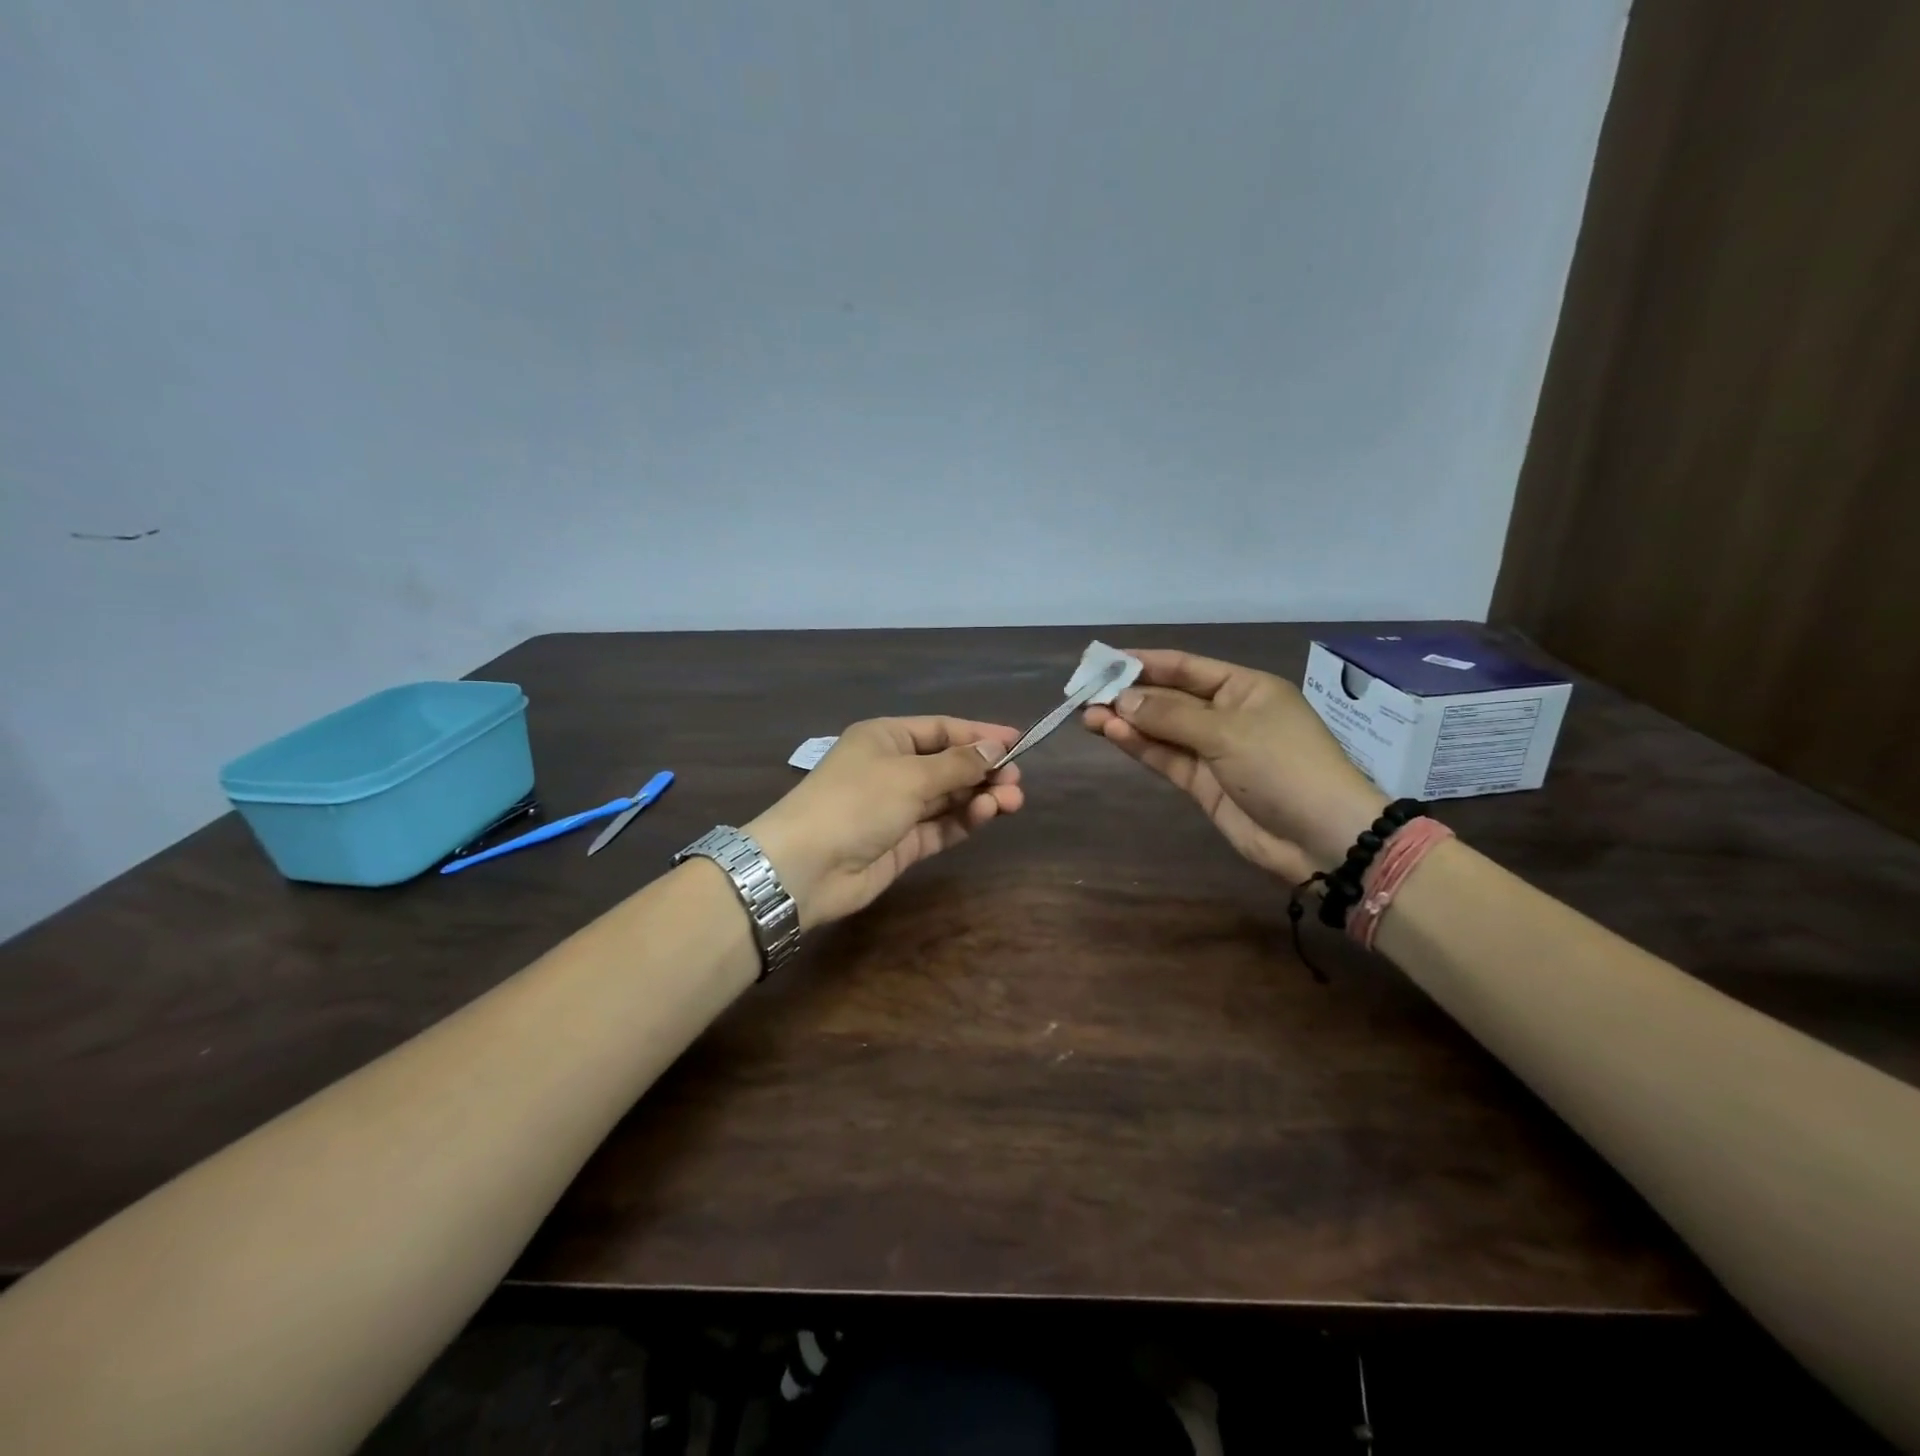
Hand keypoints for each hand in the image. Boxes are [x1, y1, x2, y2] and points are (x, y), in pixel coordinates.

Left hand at [745, 717, 1024, 926]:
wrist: (806, 867)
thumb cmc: (856, 801)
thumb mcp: (910, 774)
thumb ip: (958, 763)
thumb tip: (996, 747)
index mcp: (886, 738)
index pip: (941, 729)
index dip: (979, 734)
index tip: (1019, 741)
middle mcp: (893, 769)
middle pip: (948, 764)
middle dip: (983, 770)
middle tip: (1016, 781)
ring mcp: (897, 808)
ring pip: (948, 796)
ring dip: (979, 796)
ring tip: (1011, 801)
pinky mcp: (903, 843)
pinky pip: (941, 825)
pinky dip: (964, 819)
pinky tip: (986, 814)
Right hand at [1083, 649, 1386, 883]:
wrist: (1322, 838)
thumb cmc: (1283, 766)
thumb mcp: (1228, 732)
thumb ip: (1171, 715)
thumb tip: (1122, 700)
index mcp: (1244, 688)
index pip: (1186, 667)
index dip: (1145, 663)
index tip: (1104, 661)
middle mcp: (1226, 714)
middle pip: (1169, 698)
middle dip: (1130, 695)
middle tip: (1085, 694)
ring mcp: (1214, 751)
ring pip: (1162, 730)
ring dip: (1127, 722)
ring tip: (1087, 716)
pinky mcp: (1203, 784)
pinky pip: (1166, 757)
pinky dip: (1140, 746)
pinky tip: (1112, 734)